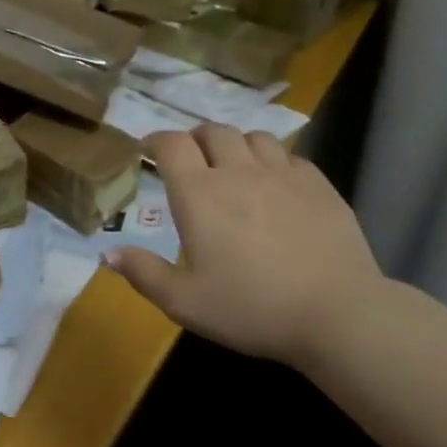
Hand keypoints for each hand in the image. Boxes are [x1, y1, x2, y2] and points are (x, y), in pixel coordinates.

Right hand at [104, 126, 384, 364]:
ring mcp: (284, 175)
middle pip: (213, 131)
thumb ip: (143, 273)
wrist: (338, 315)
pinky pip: (291, 157)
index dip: (155, 140)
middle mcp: (238, 173)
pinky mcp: (321, 187)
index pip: (171, 144)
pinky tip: (275, 184)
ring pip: (254, 137)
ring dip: (236, 145)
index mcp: (199, 194)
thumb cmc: (250, 308)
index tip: (147, 150)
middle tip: (190, 159)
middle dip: (195, 139)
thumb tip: (107, 253)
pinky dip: (274, 161)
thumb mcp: (184, 301)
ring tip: (233, 166)